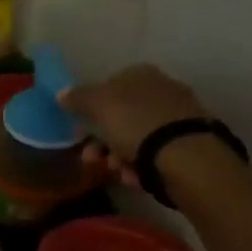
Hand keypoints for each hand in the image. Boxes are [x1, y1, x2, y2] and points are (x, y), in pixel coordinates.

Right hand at [58, 64, 212, 187]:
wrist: (187, 158)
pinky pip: (155, 153)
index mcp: (142, 74)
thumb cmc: (136, 124)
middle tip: (92, 157)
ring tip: (115, 171)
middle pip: (122, 115)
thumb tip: (61, 92)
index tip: (81, 128)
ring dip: (119, 156)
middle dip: (103, 139)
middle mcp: (163, 89)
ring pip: (137, 137)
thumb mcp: (98, 105)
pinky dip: (141, 165)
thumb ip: (78, 97)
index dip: (92, 106)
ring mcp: (179, 117)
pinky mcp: (190, 144)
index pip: (110, 84)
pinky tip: (135, 177)